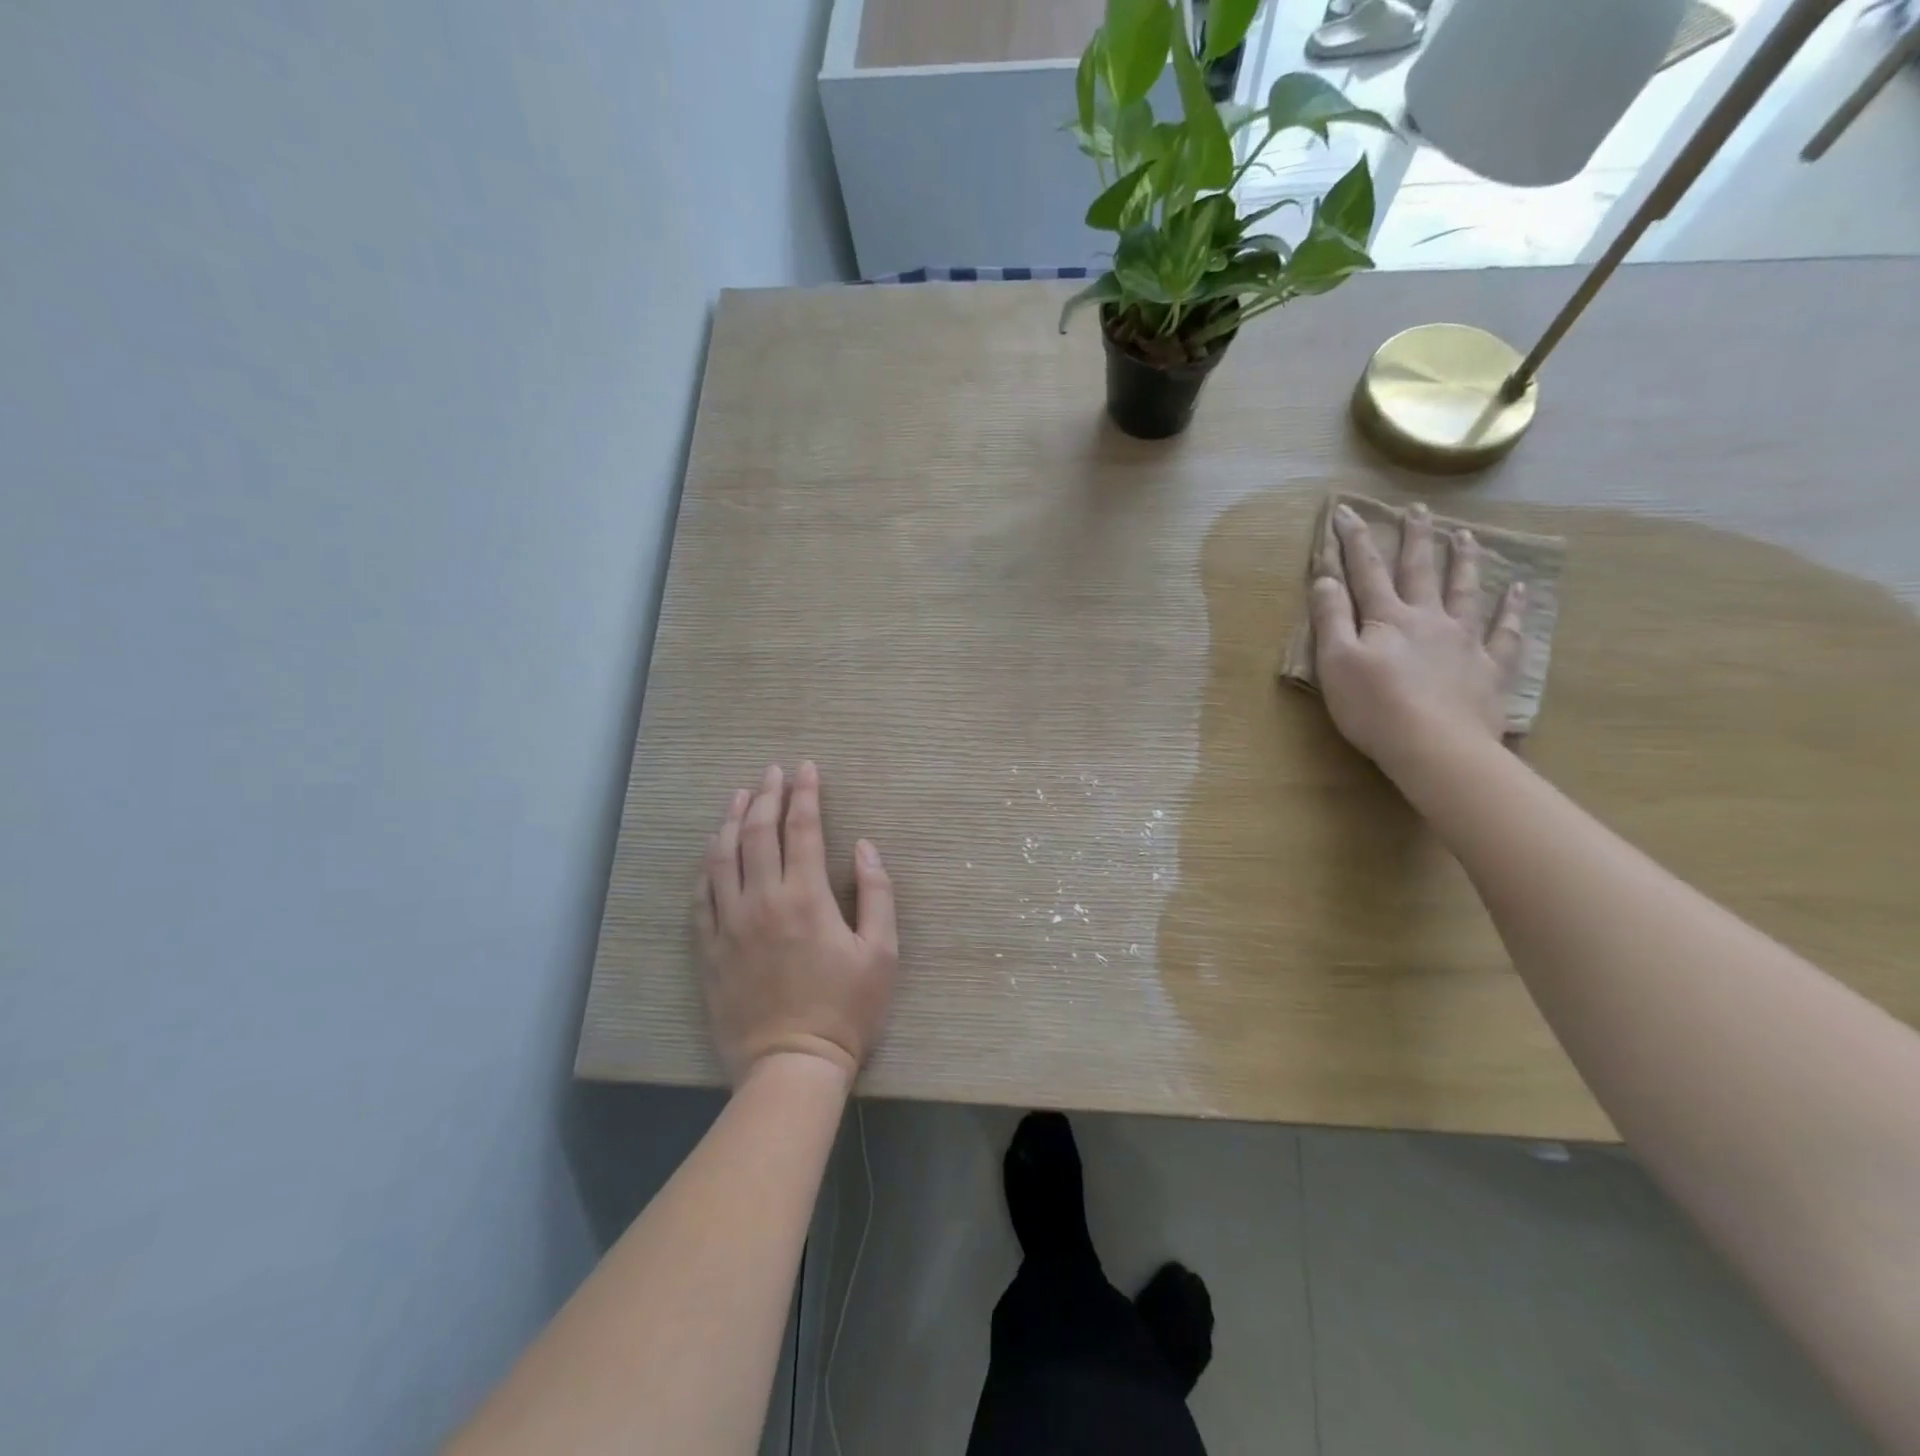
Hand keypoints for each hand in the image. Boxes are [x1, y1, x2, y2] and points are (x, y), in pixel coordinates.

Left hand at [696, 761, 897, 1084]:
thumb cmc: (846, 1009)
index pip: (802, 828)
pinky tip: (713, 851)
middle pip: (757, 832)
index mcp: (806, 897)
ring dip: (730, 820)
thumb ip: (877, 894)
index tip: (806, 768)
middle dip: (767, 795)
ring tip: (739, 795)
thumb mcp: (882, 953)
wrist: (791, 1065)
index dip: (805, 793)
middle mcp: (762, 900)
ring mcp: (730, 924)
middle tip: (772, 772)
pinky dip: (708, 866)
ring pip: (722, 856)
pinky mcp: (710, 948)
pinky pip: (702, 896)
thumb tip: (864, 847)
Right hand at [1309, 501, 1524, 774]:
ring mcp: (1464, 640)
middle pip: (1420, 570)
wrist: (1435, 746)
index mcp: (1387, 618)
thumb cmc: (1374, 707)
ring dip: (1463, 560)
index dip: (1355, 540)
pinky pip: (1505, 631)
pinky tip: (1518, 589)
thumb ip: (1331, 618)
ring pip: (1465, 590)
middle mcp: (1428, 618)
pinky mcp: (1488, 668)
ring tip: (1465, 535)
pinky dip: (1512, 608)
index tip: (1347, 511)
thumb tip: (1325, 578)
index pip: (1366, 571)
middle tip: (1418, 508)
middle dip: (1415, 538)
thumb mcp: (1335, 662)